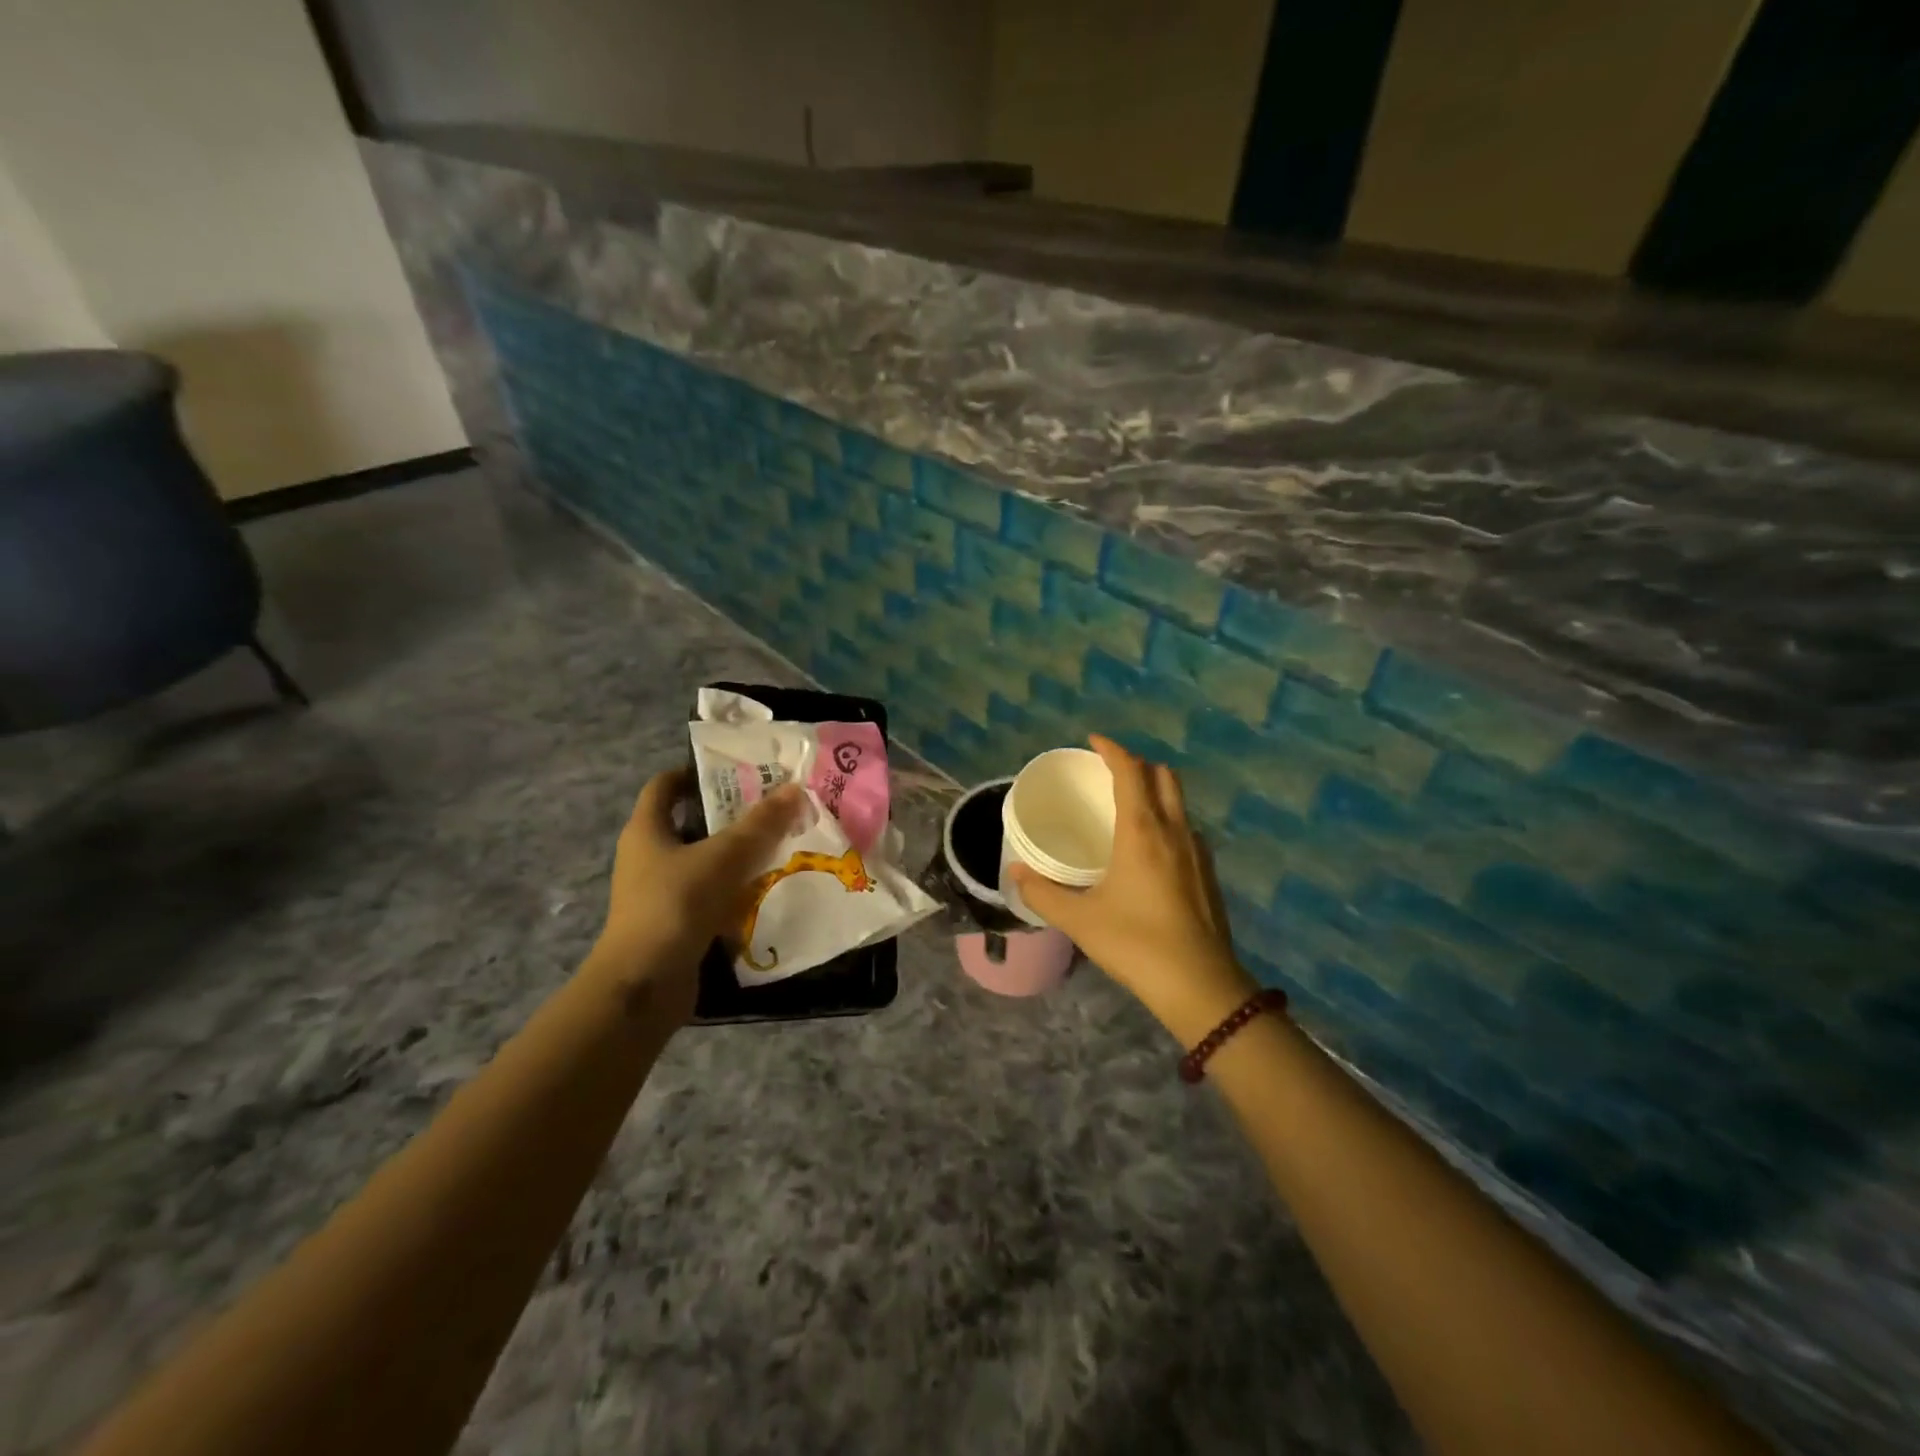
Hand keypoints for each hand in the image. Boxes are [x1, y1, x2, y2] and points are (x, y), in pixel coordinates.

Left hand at [591, 769, 804, 1019]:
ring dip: (737, 854)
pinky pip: (709, 895)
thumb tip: (795, 788)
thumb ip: (760, 824)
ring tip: (779, 845)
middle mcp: (648, 856)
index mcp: (646, 830)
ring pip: (703, 861)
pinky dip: (734, 890)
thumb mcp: (723, 857)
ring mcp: (659, 892)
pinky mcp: (674, 922)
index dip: (695, 772)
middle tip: (772, 808)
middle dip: (730, 815)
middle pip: (690, 822)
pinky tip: (767, 889)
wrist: (643, 985)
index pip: (665, 785)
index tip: (737, 771)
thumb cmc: (675, 905)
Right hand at [1009, 736, 1255, 1046]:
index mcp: (1142, 831)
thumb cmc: (1135, 944)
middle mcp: (1174, 830)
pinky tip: (1151, 848)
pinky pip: (1186, 827)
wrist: (1200, 985)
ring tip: (1128, 805)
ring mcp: (1197, 851)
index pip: (1130, 771)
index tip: (1093, 741)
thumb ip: (1043, 893)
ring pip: (1179, 801)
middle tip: (1109, 771)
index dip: (1112, 749)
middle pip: (1163, 776)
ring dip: (1155, 789)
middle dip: (1137, 764)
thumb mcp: (1080, 920)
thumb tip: (1015, 872)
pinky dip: (1167, 818)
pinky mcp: (1208, 873)